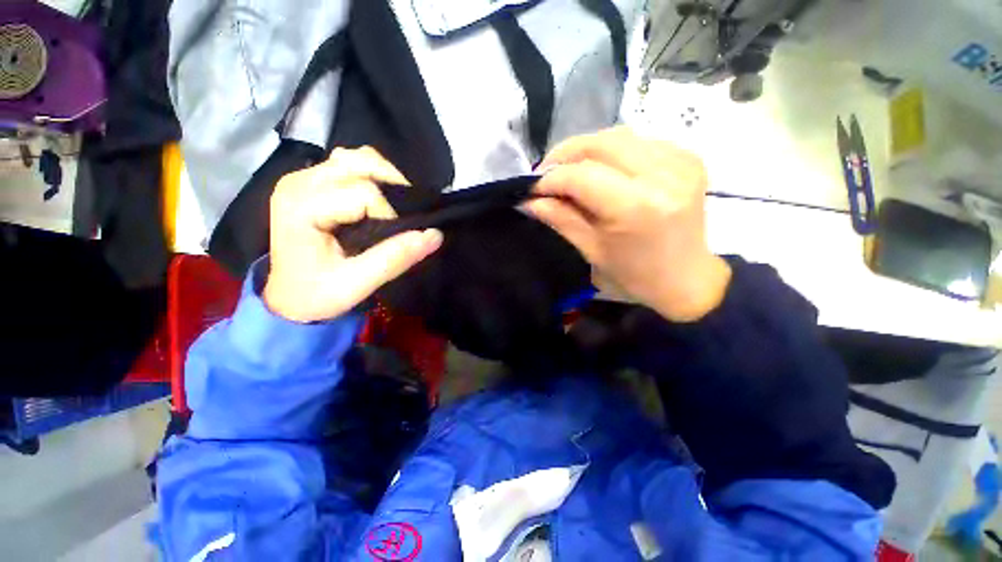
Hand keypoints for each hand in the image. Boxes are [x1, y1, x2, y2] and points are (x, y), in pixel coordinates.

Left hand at [263, 147, 442, 322]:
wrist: (289, 299)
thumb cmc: (317, 295)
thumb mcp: (357, 283)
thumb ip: (395, 258)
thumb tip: (435, 235)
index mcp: (302, 207)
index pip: (363, 192)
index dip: (390, 214)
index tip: (395, 239)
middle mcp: (298, 183)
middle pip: (358, 163)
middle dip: (392, 186)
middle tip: (405, 216)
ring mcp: (301, 179)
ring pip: (354, 157)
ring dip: (383, 176)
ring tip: (393, 205)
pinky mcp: (309, 182)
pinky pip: (347, 163)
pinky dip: (371, 175)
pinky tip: (376, 199)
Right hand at [524, 127, 730, 322]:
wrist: (686, 279)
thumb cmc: (635, 275)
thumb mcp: (591, 250)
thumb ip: (560, 218)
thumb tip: (529, 199)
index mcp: (636, 207)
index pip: (582, 175)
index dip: (551, 178)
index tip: (532, 187)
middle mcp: (662, 175)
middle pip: (601, 143)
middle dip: (565, 154)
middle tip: (547, 174)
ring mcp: (681, 161)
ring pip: (619, 136)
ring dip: (587, 150)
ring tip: (570, 170)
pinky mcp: (688, 157)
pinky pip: (639, 141)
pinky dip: (613, 151)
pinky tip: (604, 169)